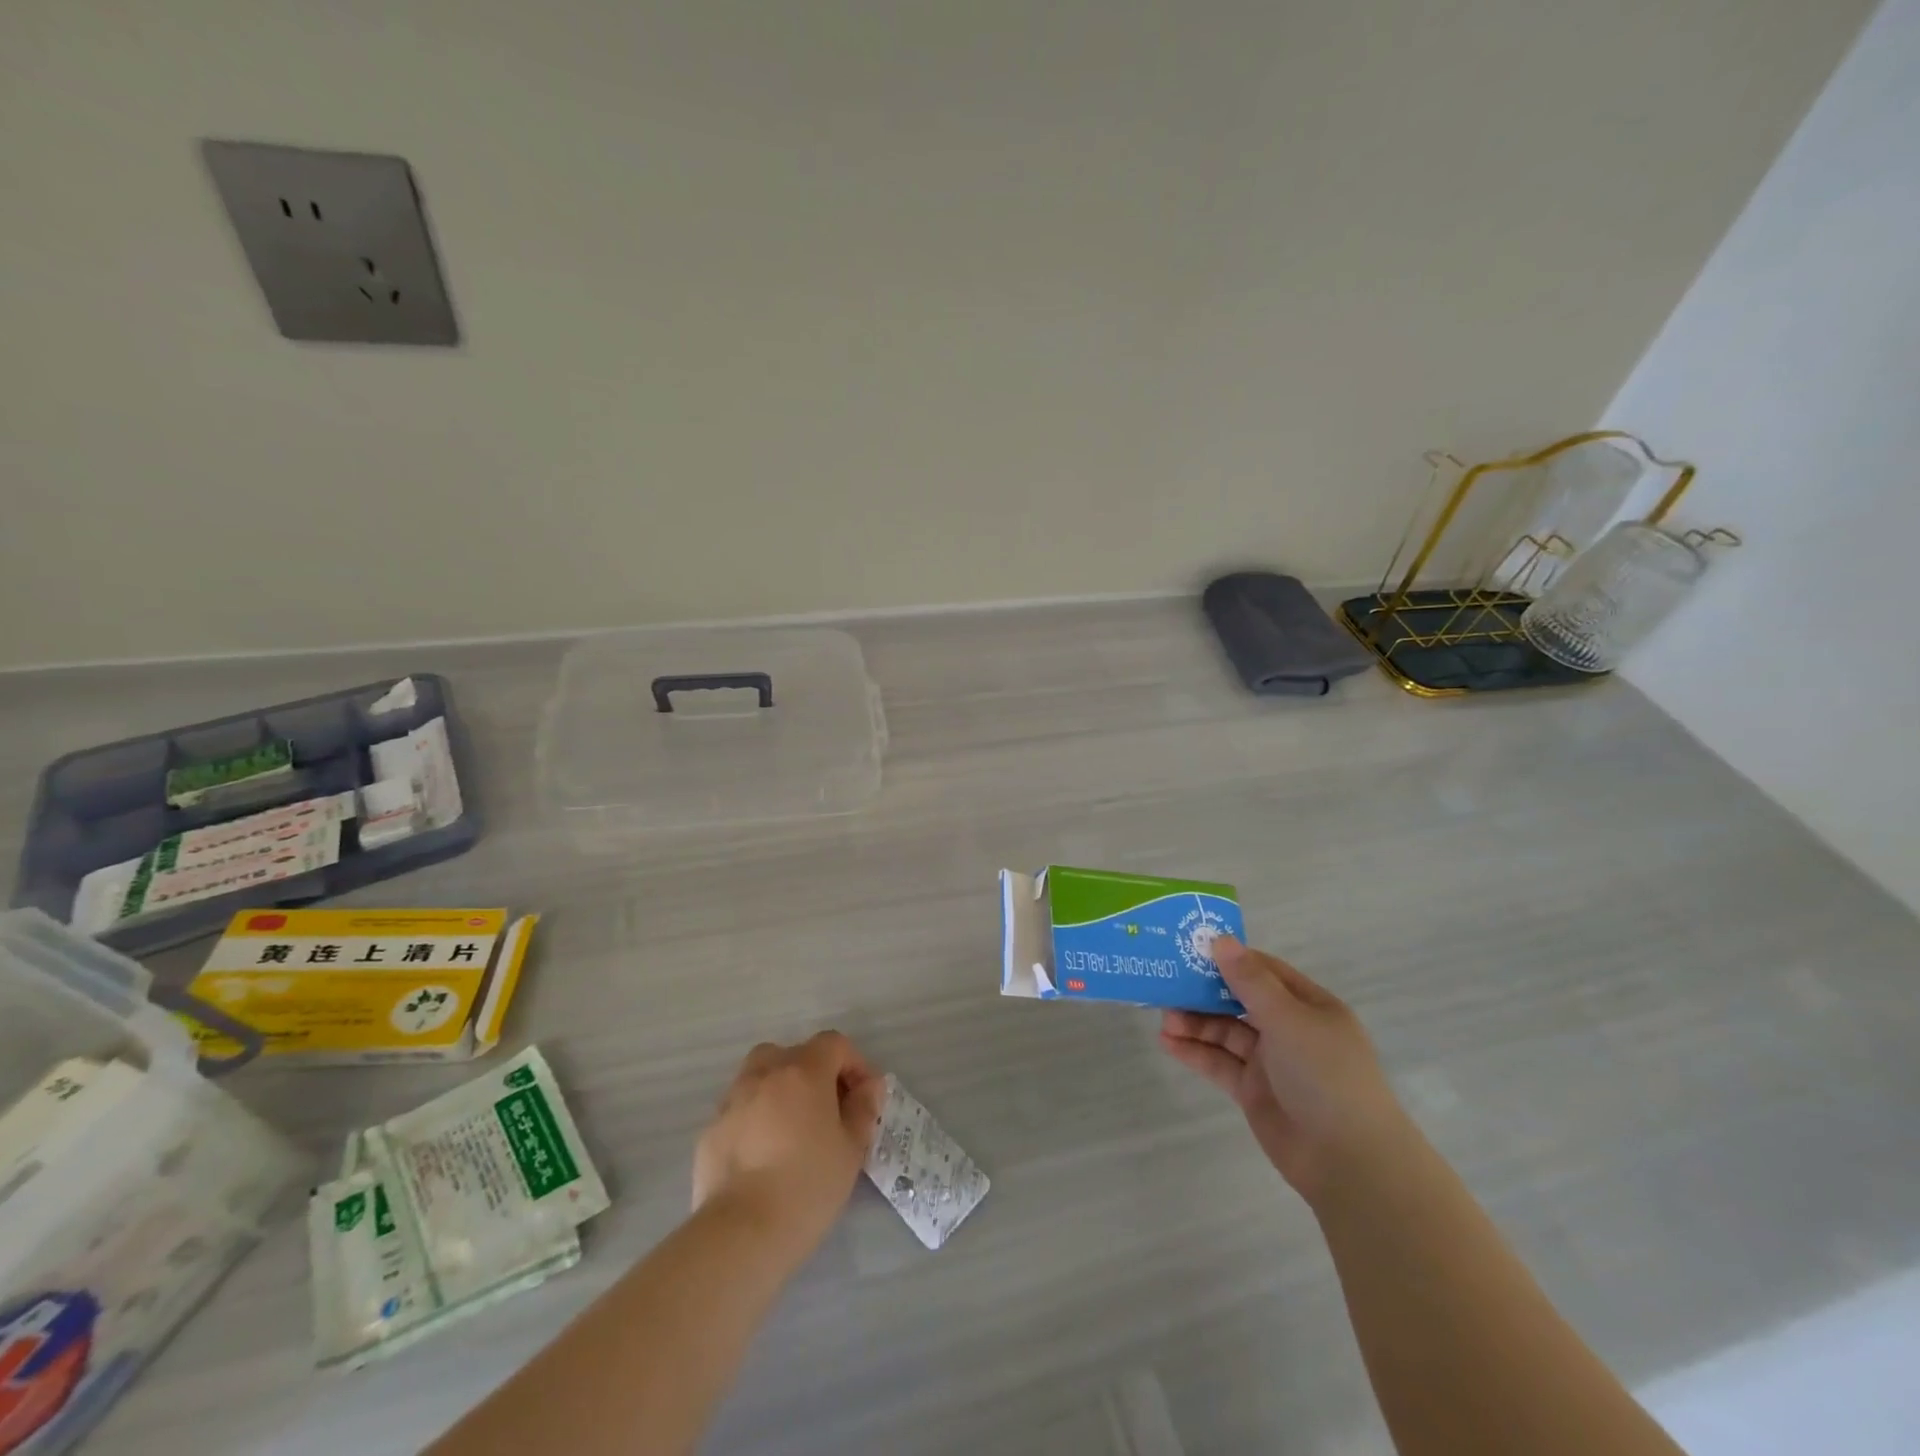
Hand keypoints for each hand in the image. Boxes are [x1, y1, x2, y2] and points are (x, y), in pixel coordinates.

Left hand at [692, 1032, 884, 1260]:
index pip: (834, 1044)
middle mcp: (765, 1074)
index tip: (862, 1098)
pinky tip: (762, 1156)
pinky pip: (740, 1110)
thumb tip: (869, 1086)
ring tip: (791, 1129)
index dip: (854, 1064)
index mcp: (803, 1072)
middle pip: (793, 1054)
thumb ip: (862, 1110)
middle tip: (826, 1111)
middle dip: (813, 1073)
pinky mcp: (710, 1130)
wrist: (741, 1232)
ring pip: (760, 1076)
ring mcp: (733, 1100)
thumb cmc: (807, 1185)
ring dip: (779, 1090)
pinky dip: (754, 1119)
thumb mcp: (851, 1150)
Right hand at [1160, 936, 1409, 1204]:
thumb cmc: (1326, 1075)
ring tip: (1164, 1019)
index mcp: (1309, 1005)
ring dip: (1195, 1023)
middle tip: (1166, 984)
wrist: (1349, 1161)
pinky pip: (1219, 1063)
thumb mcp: (1288, 1019)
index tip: (1191, 949)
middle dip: (1204, 992)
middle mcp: (1290, 1029)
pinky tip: (1168, 1043)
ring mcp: (1271, 1061)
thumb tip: (1220, 939)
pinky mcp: (1254, 1091)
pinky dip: (1194, 1052)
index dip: (1229, 958)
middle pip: (1239, 1000)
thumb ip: (1250, 981)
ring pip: (1226, 1032)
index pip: (1263, 971)